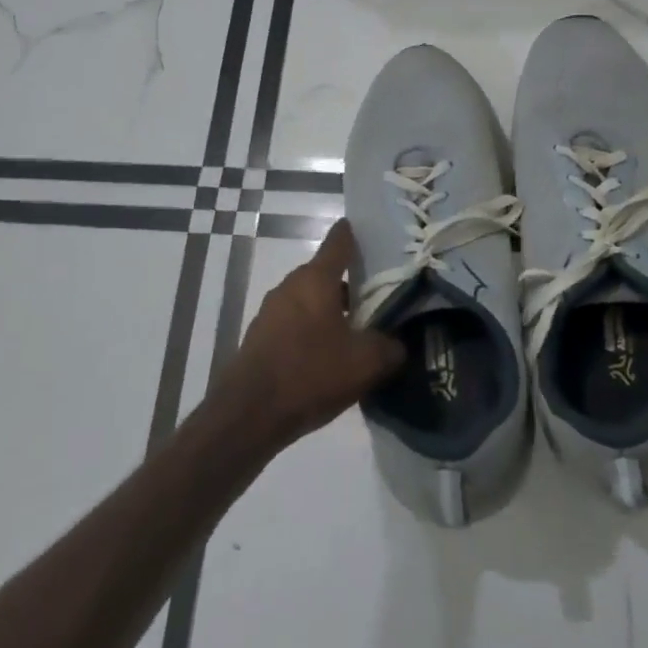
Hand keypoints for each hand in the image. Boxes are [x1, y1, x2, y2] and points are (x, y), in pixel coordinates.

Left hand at [219, 220, 404, 452]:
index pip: (340, 240)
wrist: (249, 414)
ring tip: (360, 333)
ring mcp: (272, 311)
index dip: (358, 233)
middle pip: (327, 273)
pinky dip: (315, 331)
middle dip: (353, 283)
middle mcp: (291, 286)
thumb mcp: (366, 362)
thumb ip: (390, 346)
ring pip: (312, 300)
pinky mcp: (262, 336)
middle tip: (382, 298)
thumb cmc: (311, 374)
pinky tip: (331, 357)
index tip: (378, 235)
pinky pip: (296, 323)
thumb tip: (398, 343)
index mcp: (316, 278)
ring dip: (333, 311)